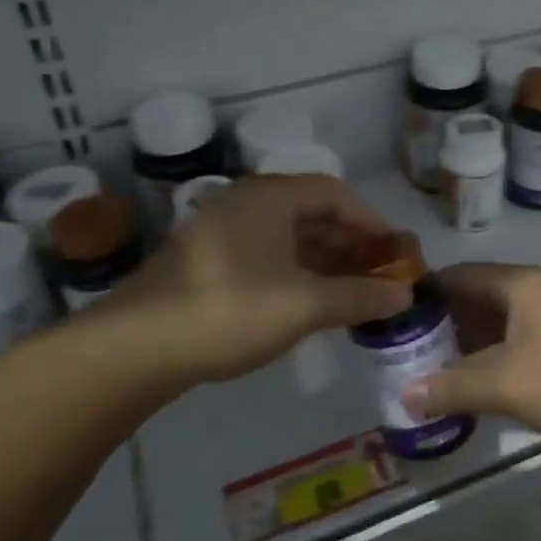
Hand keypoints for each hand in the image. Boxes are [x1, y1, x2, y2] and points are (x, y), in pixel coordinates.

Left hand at [59, 175, 410, 395]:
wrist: (136, 347)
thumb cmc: (231, 310)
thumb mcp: (304, 304)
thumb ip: (359, 296)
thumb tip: (404, 294)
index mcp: (270, 197)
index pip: (335, 193)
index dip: (370, 220)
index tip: (394, 251)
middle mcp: (245, 202)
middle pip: (311, 212)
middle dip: (349, 243)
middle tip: (377, 275)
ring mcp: (220, 230)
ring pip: (286, 237)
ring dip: (322, 261)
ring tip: (349, 293)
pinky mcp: (205, 261)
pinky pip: (264, 254)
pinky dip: (294, 272)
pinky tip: (306, 303)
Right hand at [407, 264, 540, 452]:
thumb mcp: (506, 385)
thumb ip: (451, 388)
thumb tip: (402, 395)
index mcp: (520, 284)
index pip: (458, 275)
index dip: (423, 294)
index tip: (392, 318)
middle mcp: (536, 291)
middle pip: (476, 299)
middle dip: (442, 325)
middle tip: (405, 353)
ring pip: (497, 324)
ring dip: (468, 346)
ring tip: (431, 373)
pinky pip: (517, 343)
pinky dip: (493, 360)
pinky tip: (475, 387)